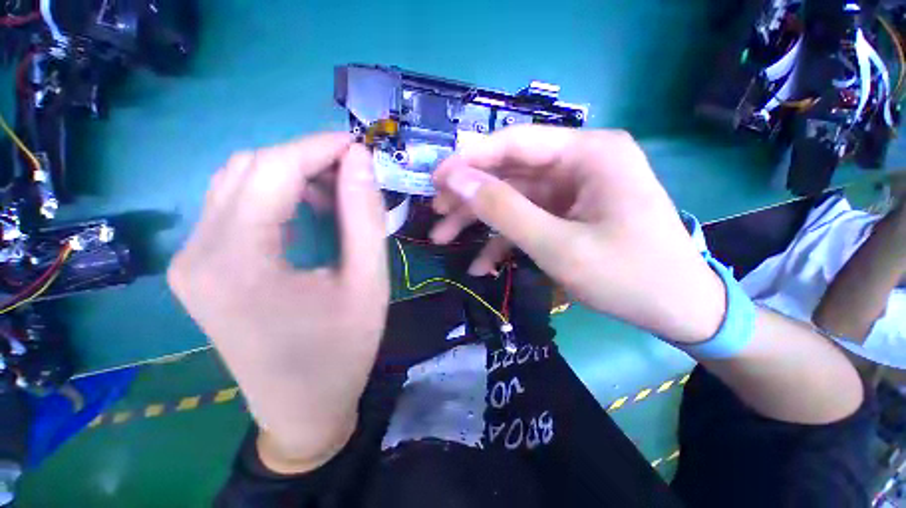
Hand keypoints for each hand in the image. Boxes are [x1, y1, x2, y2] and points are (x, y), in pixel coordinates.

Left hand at [168, 134, 388, 471]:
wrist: (303, 408)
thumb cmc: (344, 350)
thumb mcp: (368, 282)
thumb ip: (365, 218)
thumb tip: (360, 161)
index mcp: (239, 263)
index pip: (273, 170)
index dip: (319, 147)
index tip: (359, 146)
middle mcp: (198, 254)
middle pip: (249, 169)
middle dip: (307, 158)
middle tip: (353, 174)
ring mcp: (192, 261)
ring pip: (237, 182)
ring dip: (291, 175)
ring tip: (335, 194)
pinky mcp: (201, 269)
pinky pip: (234, 207)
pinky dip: (276, 195)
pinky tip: (308, 213)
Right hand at [431, 126, 724, 342]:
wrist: (678, 310)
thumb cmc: (628, 276)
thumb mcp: (557, 246)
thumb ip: (504, 210)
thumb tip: (456, 180)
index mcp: (587, 154)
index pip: (514, 144)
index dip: (469, 161)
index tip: (435, 179)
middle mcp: (579, 163)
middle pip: (509, 173)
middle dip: (470, 195)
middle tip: (436, 213)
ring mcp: (573, 191)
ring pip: (513, 198)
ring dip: (479, 220)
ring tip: (444, 238)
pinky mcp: (568, 215)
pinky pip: (527, 220)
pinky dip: (502, 241)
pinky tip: (481, 264)